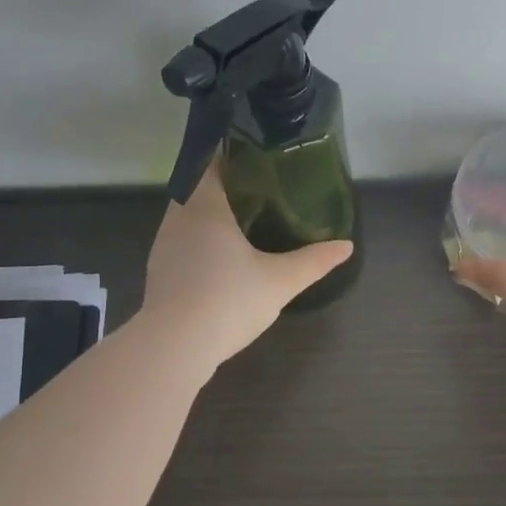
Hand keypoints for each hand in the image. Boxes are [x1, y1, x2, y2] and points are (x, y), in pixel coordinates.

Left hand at [142, 161, 354, 369]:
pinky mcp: (158, 272)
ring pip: (187, 218)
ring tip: (244, 224)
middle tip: (261, 193)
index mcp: (204, 205)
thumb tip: (346, 246)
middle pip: (198, 189)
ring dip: (211, 218)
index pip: (211, 164)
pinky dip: (199, 243)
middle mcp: (177, 217)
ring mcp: (163, 245)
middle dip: (226, 189)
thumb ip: (313, 261)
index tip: (258, 162)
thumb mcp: (280, 281)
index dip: (233, 158)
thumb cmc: (228, 300)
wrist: (174, 347)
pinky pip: (181, 243)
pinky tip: (221, 261)